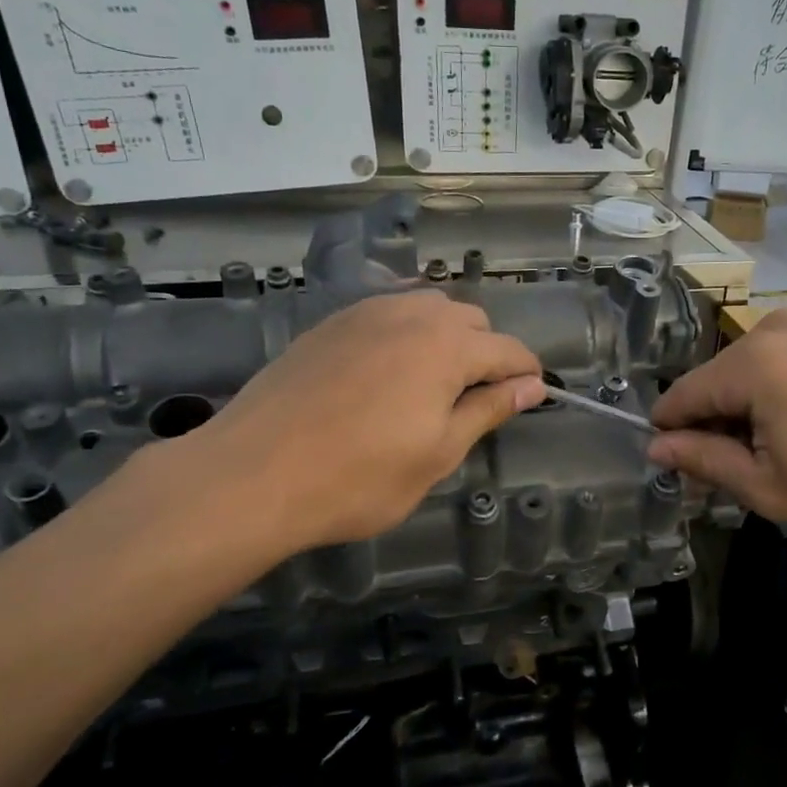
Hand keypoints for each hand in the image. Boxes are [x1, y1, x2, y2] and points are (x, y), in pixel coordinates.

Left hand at [162, 292, 544, 564]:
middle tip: (476, 400)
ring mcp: (365, 313)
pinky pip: (387, 313)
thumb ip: (488, 410)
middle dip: (487, 353)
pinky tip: (389, 371)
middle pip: (471, 320)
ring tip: (434, 384)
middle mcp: (411, 314)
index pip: (508, 349)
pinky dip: (406, 333)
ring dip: (446, 338)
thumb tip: (532, 387)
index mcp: (447, 346)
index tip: (532, 396)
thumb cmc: (358, 477)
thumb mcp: (438, 454)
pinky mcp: (330, 324)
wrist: (253, 474)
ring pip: (427, 309)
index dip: (527, 373)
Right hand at [647, 310, 786, 549]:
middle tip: (735, 478)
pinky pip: (779, 365)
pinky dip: (773, 399)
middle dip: (713, 427)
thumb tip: (656, 447)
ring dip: (745, 415)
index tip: (677, 472)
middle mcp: (774, 330)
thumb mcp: (771, 489)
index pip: (682, 396)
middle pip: (714, 382)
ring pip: (746, 374)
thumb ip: (706, 461)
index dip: (670, 435)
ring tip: (775, 461)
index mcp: (753, 363)